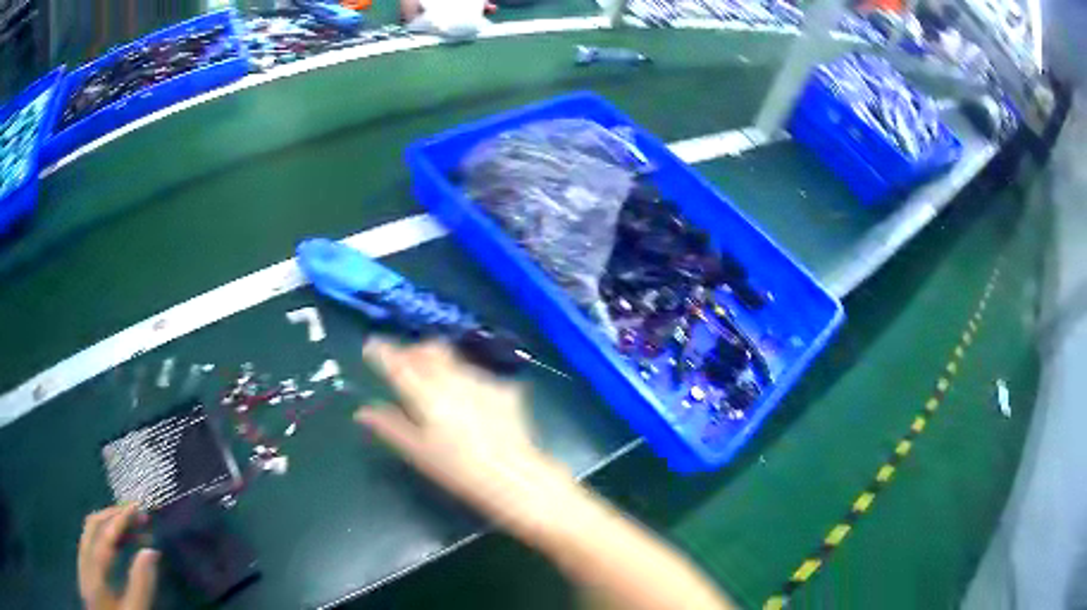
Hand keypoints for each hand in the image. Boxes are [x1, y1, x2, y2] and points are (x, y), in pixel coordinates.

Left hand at [78, 505, 158, 609]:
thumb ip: (141, 585)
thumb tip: (151, 552)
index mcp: (96, 569)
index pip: (106, 535)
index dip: (121, 519)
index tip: (138, 507)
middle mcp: (85, 558)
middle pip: (94, 526)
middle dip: (113, 515)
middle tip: (136, 514)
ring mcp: (82, 562)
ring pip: (89, 531)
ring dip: (107, 522)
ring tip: (127, 526)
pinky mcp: (83, 569)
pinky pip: (88, 541)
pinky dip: (101, 534)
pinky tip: (113, 544)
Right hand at [356, 339, 576, 532]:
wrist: (512, 475)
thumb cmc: (458, 470)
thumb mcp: (417, 452)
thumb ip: (389, 426)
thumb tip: (362, 412)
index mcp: (426, 394)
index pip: (397, 362)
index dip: (381, 350)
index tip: (371, 345)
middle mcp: (453, 378)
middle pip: (428, 350)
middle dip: (412, 351)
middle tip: (404, 365)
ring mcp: (481, 380)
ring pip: (453, 359)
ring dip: (439, 364)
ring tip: (437, 385)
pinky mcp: (503, 387)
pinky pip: (477, 374)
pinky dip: (465, 380)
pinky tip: (469, 402)